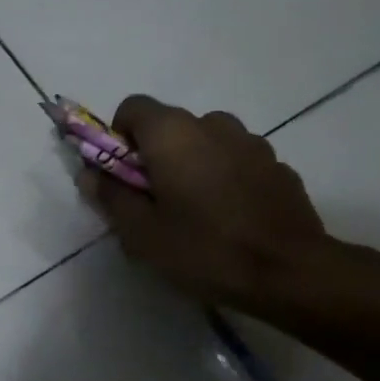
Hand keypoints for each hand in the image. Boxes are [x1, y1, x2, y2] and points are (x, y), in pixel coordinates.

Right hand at [79, 94, 341, 320]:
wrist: (290, 273)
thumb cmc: (204, 249)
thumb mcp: (141, 232)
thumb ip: (110, 195)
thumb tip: (90, 173)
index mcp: (173, 133)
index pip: (132, 107)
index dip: (119, 137)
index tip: (122, 175)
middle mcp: (212, 123)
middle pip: (170, 125)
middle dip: (156, 155)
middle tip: (156, 201)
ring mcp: (252, 142)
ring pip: (206, 142)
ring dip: (193, 164)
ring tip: (197, 211)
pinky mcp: (279, 165)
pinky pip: (237, 160)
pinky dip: (226, 177)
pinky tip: (231, 217)